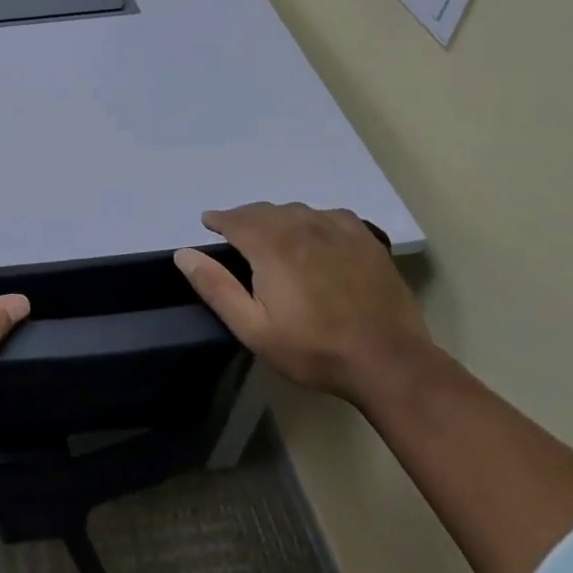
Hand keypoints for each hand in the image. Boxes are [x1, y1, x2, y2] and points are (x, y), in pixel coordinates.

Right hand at [175, 203, 431, 404]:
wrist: (388, 362)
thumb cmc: (313, 349)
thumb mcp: (253, 328)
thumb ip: (216, 287)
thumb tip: (184, 254)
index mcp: (272, 245)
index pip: (235, 219)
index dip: (218, 219)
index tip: (208, 224)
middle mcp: (302, 226)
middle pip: (264, 210)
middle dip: (244, 218)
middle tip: (235, 234)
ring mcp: (338, 229)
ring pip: (295, 210)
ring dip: (276, 218)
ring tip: (271, 235)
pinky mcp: (365, 238)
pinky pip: (328, 215)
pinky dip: (311, 220)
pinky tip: (313, 236)